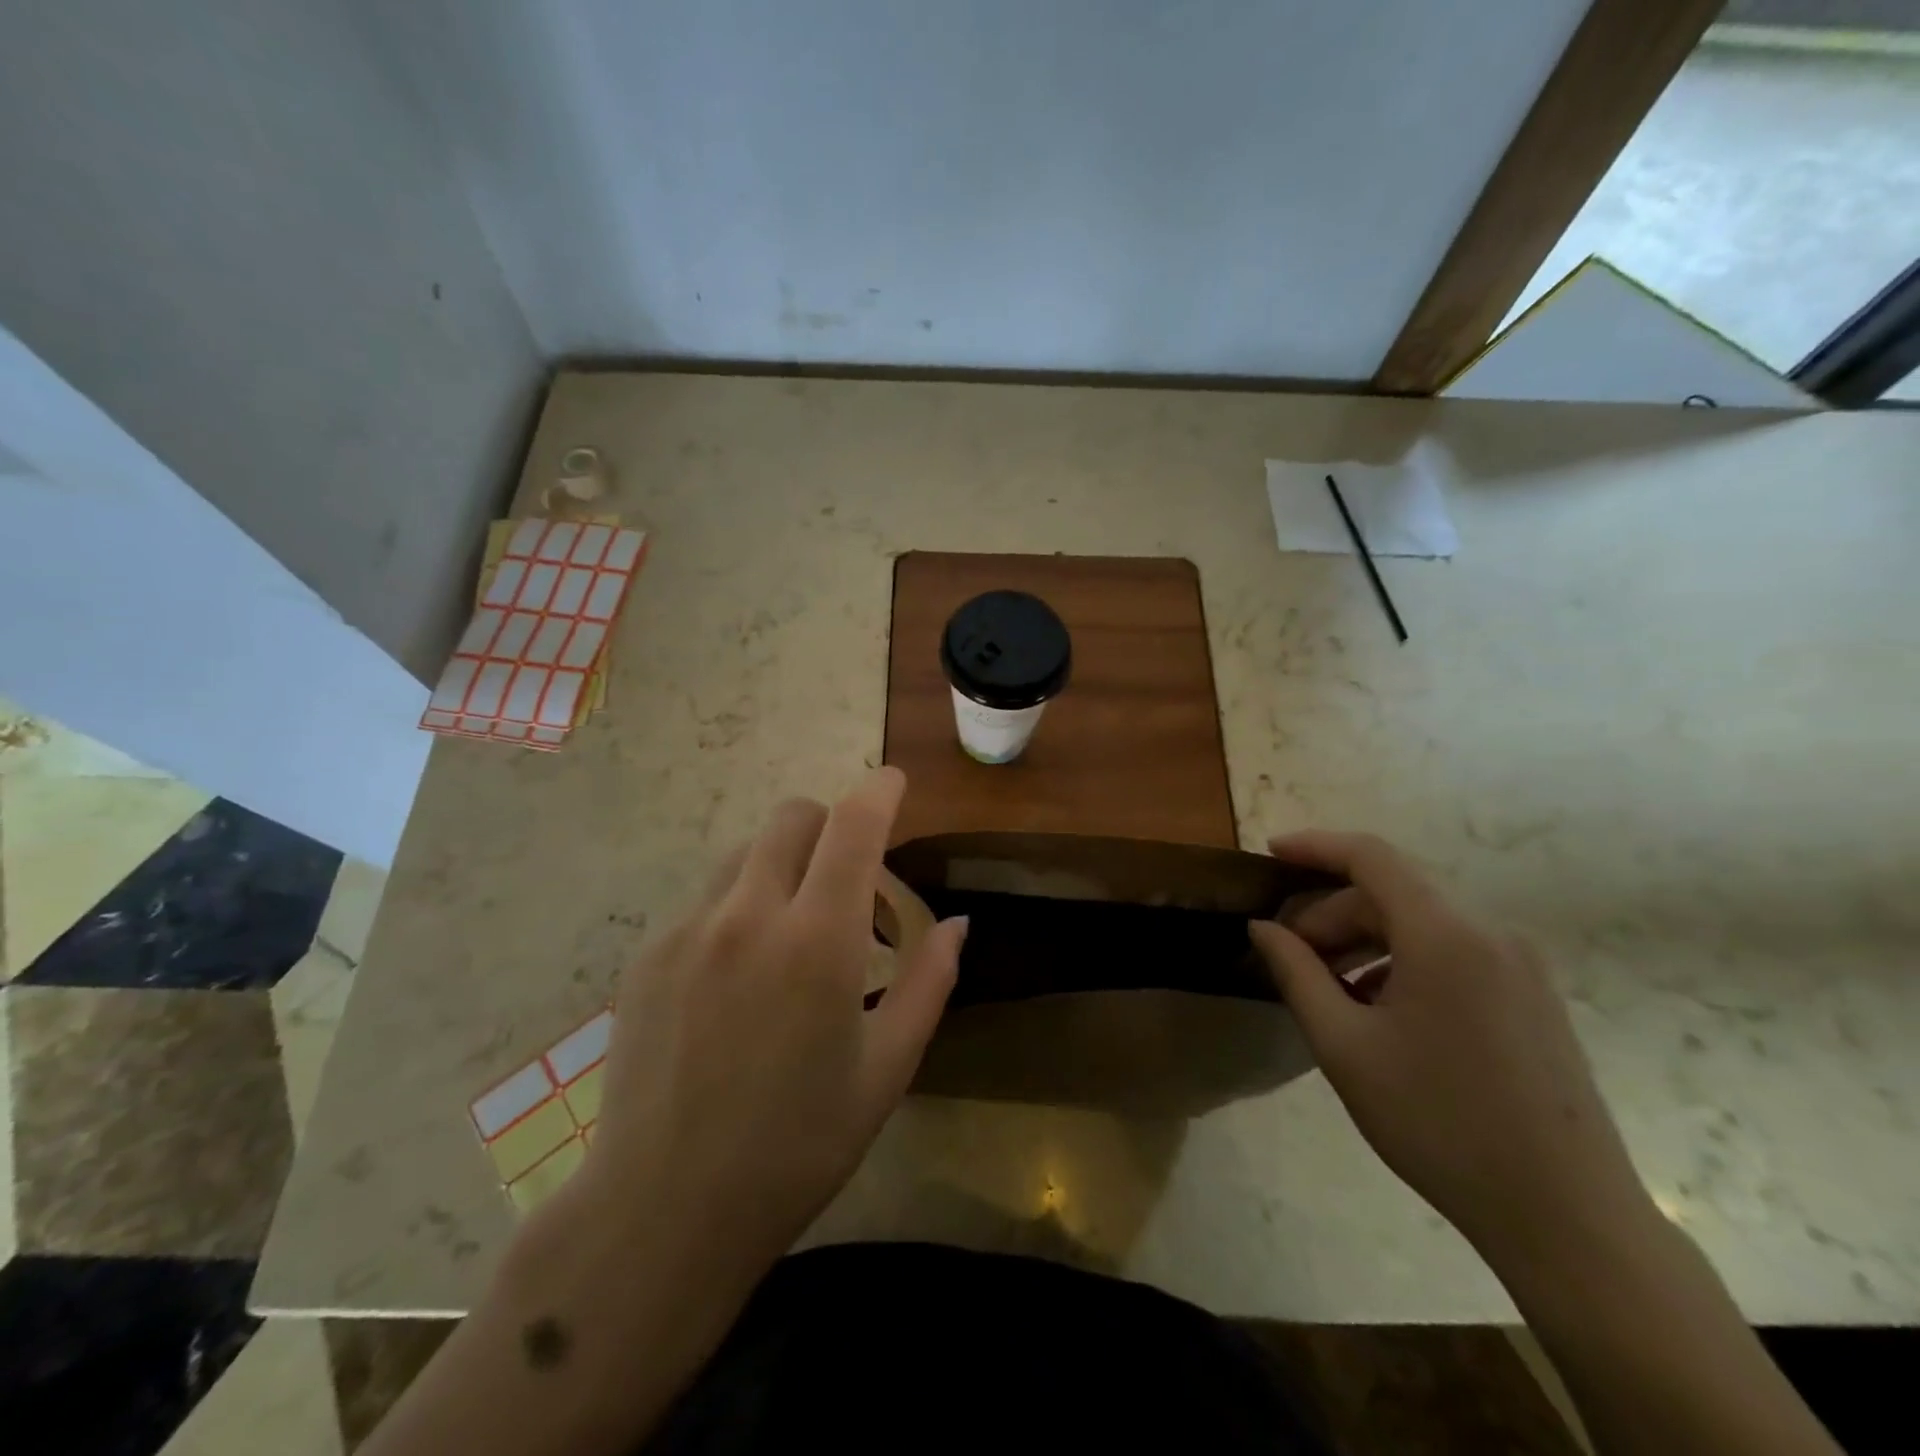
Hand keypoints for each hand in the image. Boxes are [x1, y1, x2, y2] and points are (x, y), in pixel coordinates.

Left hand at [580, 767, 966, 1285]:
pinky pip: (706, 901)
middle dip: (831, 827)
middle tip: (849, 886)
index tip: (895, 784)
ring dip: (783, 867)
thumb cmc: (796, 1147)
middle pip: (793, 818)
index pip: (853, 826)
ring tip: (793, 936)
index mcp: (816, 941)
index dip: (880, 791)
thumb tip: (957, 924)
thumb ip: (928, 982)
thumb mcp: (886, 1069)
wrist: (662, 1211)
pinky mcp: (648, 954)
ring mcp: (688, 931)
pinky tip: (739, 981)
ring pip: (746, 854)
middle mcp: (748, 915)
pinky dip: (739, 909)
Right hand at [1249, 831, 1651, 1268]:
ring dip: (1364, 937)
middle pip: (1393, 892)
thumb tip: (1263, 927)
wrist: (1567, 1218)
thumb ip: (1296, 973)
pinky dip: (1402, 959)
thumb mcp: (1345, 1046)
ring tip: (1328, 986)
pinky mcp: (1533, 995)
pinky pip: (1453, 950)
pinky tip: (1379, 1008)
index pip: (1371, 856)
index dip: (1315, 846)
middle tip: (1290, 955)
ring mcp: (1520, 964)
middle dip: (1331, 912)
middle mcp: (1490, 933)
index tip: (1269, 855)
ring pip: (1422, 922)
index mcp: (1445, 936)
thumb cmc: (1439, 1123)